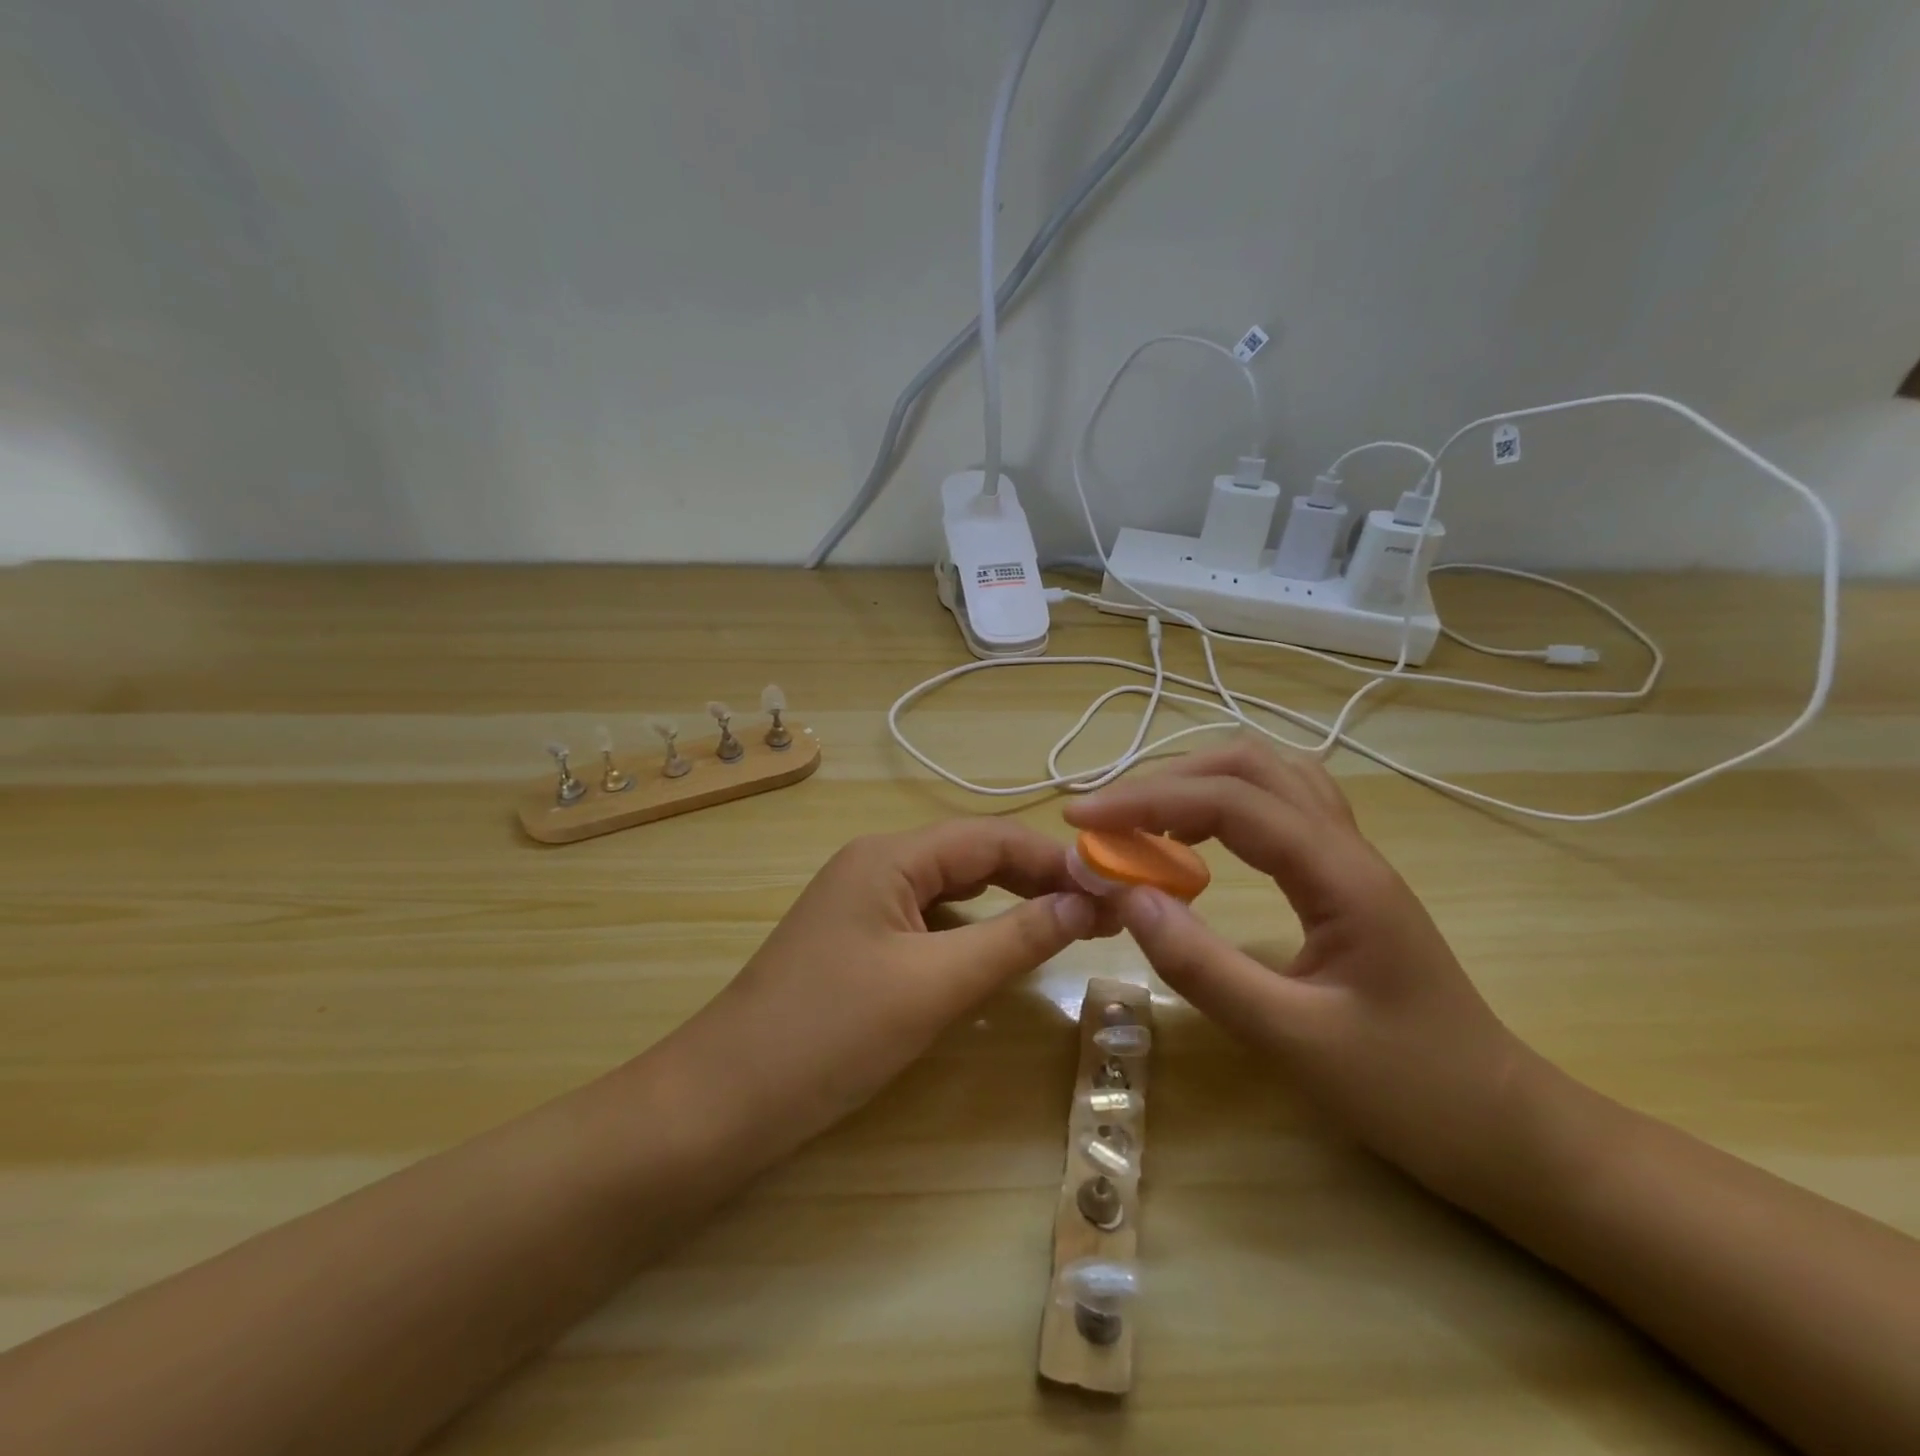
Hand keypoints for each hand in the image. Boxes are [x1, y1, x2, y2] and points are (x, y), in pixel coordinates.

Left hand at [668, 818, 1105, 1155]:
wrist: (724, 1100)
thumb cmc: (831, 1034)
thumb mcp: (934, 985)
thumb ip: (1015, 939)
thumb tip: (1086, 902)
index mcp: (890, 855)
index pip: (990, 838)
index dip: (1054, 859)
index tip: (1114, 886)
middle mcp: (876, 864)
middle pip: (971, 857)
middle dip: (1035, 879)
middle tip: (1099, 910)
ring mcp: (863, 904)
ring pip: (951, 891)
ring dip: (1006, 906)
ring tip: (1064, 927)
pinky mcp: (858, 942)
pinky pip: (928, 923)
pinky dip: (970, 934)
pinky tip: (997, 956)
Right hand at [1064, 739, 1531, 1197]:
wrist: (1503, 1126)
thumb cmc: (1409, 1090)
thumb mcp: (1294, 1040)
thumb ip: (1204, 968)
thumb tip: (1127, 897)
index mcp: (1340, 875)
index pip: (1230, 802)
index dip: (1147, 800)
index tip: (1080, 820)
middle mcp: (1346, 847)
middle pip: (1250, 765)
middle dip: (1166, 779)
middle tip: (1106, 818)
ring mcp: (1350, 858)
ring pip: (1269, 776)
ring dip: (1198, 781)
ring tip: (1142, 819)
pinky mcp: (1344, 878)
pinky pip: (1280, 808)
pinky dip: (1226, 804)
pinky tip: (1199, 838)